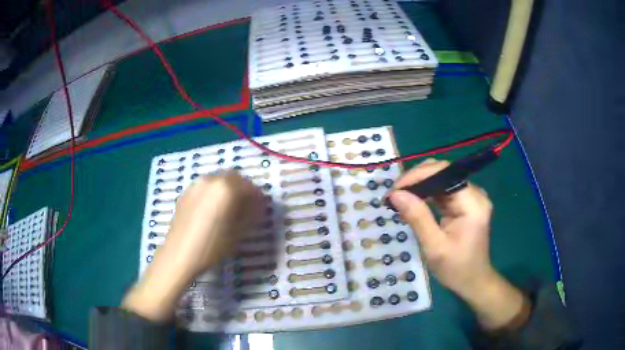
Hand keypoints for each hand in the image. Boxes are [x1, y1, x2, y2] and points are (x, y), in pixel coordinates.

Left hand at [123, 171, 263, 320]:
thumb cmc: (212, 246)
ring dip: (228, 188)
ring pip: (218, 180)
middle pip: (234, 177)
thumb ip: (251, 215)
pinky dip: (214, 192)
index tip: (261, 208)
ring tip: (229, 208)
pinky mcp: (186, 192)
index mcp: (226, 188)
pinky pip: (205, 186)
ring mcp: (196, 185)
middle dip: (243, 189)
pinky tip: (212, 210)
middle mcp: (211, 180)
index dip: (258, 198)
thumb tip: (258, 207)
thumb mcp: (238, 233)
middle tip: (247, 206)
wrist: (180, 255)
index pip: (250, 187)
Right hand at [388, 159, 529, 330]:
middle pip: (442, 172)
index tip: (394, 190)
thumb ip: (417, 217)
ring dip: (419, 185)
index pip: (444, 174)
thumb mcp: (435, 247)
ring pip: (441, 179)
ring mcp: (470, 197)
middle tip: (394, 195)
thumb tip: (395, 194)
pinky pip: (443, 190)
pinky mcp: (465, 203)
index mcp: (472, 203)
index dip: (417, 176)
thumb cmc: (456, 269)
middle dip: (416, 179)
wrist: (473, 281)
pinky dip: (426, 194)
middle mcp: (474, 193)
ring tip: (399, 198)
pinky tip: (412, 202)